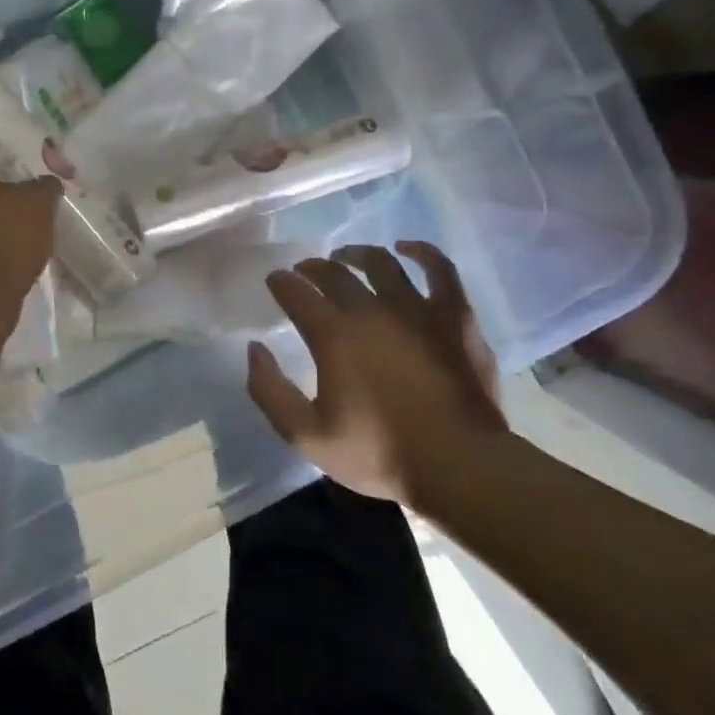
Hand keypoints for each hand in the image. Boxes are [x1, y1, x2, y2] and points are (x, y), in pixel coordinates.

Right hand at [247, 242, 503, 509]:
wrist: (459, 466)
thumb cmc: (378, 452)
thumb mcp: (306, 435)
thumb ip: (269, 391)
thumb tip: (255, 349)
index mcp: (333, 335)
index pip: (296, 293)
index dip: (281, 283)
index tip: (275, 280)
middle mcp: (370, 310)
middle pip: (333, 274)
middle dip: (311, 268)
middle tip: (303, 272)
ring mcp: (416, 309)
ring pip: (381, 263)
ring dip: (356, 254)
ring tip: (345, 257)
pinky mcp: (455, 316)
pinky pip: (440, 270)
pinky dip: (422, 252)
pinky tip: (407, 248)